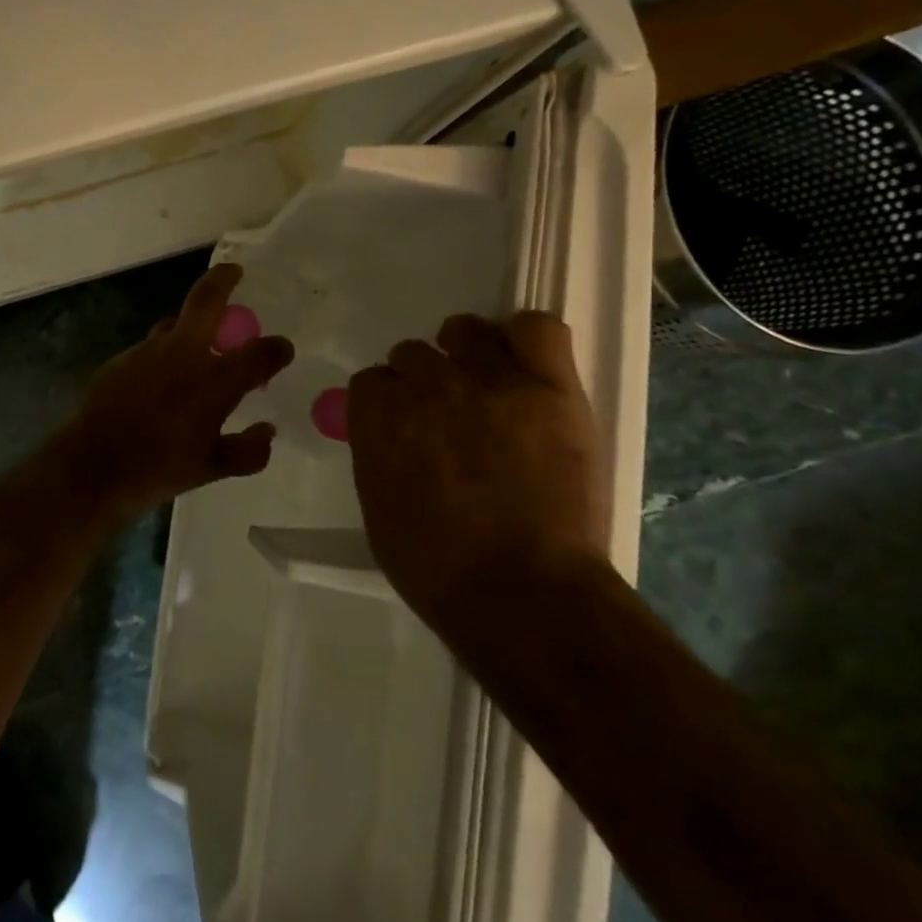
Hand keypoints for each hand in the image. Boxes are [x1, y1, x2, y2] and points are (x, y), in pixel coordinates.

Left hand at [56, 264, 293, 518]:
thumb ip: (247, 451)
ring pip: (174, 324)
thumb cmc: (158, 468)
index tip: (281, 350)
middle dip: (223, 280)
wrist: (92, 465)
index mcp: (214, 381)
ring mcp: (147, 352)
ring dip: (190, 327)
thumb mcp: (211, 469)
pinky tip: (159, 383)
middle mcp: (183, 355)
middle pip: (206, 299)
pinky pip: (150, 349)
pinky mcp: (121, 359)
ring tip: (197, 346)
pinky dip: (163, 357)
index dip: (277, 349)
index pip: (259, 353)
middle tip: (234, 272)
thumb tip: (266, 432)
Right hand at [348, 312, 607, 630]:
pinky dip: (527, 338)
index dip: (387, 403)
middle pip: (413, 353)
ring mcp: (490, 381)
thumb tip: (390, 436)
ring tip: (487, 386)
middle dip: (423, 383)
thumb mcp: (378, 509)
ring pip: (466, 330)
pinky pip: (537, 327)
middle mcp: (427, 385)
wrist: (524, 594)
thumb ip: (378, 455)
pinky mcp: (550, 387)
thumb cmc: (437, 568)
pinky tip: (527, 366)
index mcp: (378, 414)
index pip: (372, 380)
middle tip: (448, 419)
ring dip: (467, 352)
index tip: (403, 427)